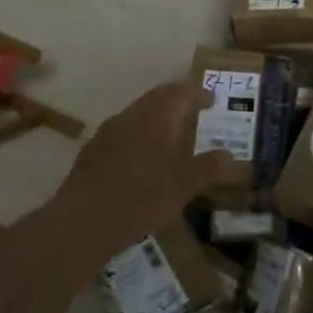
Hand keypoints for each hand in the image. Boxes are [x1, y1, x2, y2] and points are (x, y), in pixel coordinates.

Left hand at [48, 81, 230, 256]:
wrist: (83, 220)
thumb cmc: (142, 197)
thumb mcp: (184, 186)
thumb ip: (208, 167)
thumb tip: (229, 155)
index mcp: (156, 116)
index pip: (180, 92)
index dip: (198, 94)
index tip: (211, 101)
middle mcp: (130, 116)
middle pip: (156, 98)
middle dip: (176, 102)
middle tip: (193, 113)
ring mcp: (107, 132)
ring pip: (137, 115)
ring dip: (156, 120)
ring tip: (171, 139)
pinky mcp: (91, 151)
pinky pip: (122, 134)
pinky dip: (138, 138)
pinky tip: (141, 162)